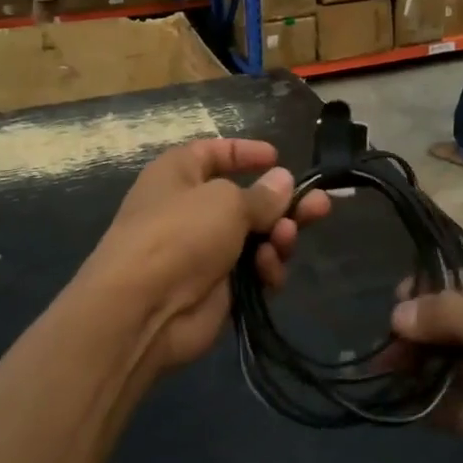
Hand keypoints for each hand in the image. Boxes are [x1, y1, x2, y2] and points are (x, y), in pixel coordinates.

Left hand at [78, 138, 328, 370]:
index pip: (214, 153)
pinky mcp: (218, 288)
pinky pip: (253, 272)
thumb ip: (261, 195)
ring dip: (278, 237)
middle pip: (247, 200)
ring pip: (257, 238)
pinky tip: (268, 271)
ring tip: (286, 238)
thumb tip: (282, 181)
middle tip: (319, 206)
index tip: (278, 157)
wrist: (143, 309)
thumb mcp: (226, 202)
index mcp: (179, 174)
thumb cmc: (180, 234)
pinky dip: (265, 269)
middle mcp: (191, 209)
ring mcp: (204, 251)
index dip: (245, 153)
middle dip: (283, 204)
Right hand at [392, 272, 462, 462]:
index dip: (435, 288)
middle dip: (423, 330)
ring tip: (384, 368)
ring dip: (421, 365)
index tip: (396, 300)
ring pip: (455, 364)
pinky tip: (401, 400)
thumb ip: (454, 318)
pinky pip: (458, 405)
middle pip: (459, 323)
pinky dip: (430, 401)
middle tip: (386, 342)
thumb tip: (400, 311)